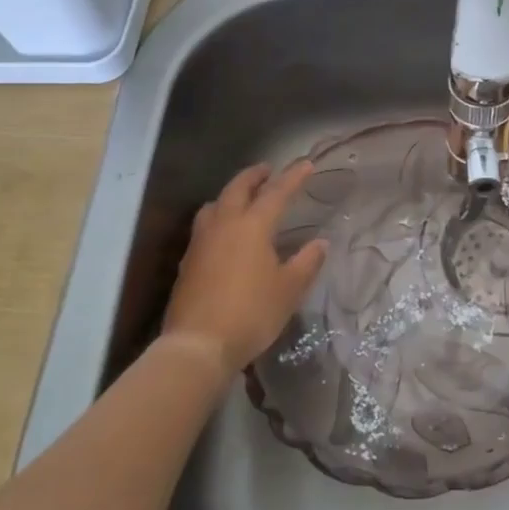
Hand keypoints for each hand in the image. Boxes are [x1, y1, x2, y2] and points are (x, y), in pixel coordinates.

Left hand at [161, 161, 327, 376]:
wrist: (198, 345)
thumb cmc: (251, 313)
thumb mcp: (289, 290)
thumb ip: (306, 262)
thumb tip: (320, 243)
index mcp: (253, 226)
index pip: (276, 193)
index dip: (293, 177)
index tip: (306, 164)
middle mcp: (224, 225)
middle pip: (237, 188)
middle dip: (254, 176)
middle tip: (267, 170)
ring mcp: (201, 242)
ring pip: (214, 204)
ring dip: (230, 194)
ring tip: (242, 197)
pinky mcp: (188, 261)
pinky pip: (204, 226)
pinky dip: (218, 217)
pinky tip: (223, 233)